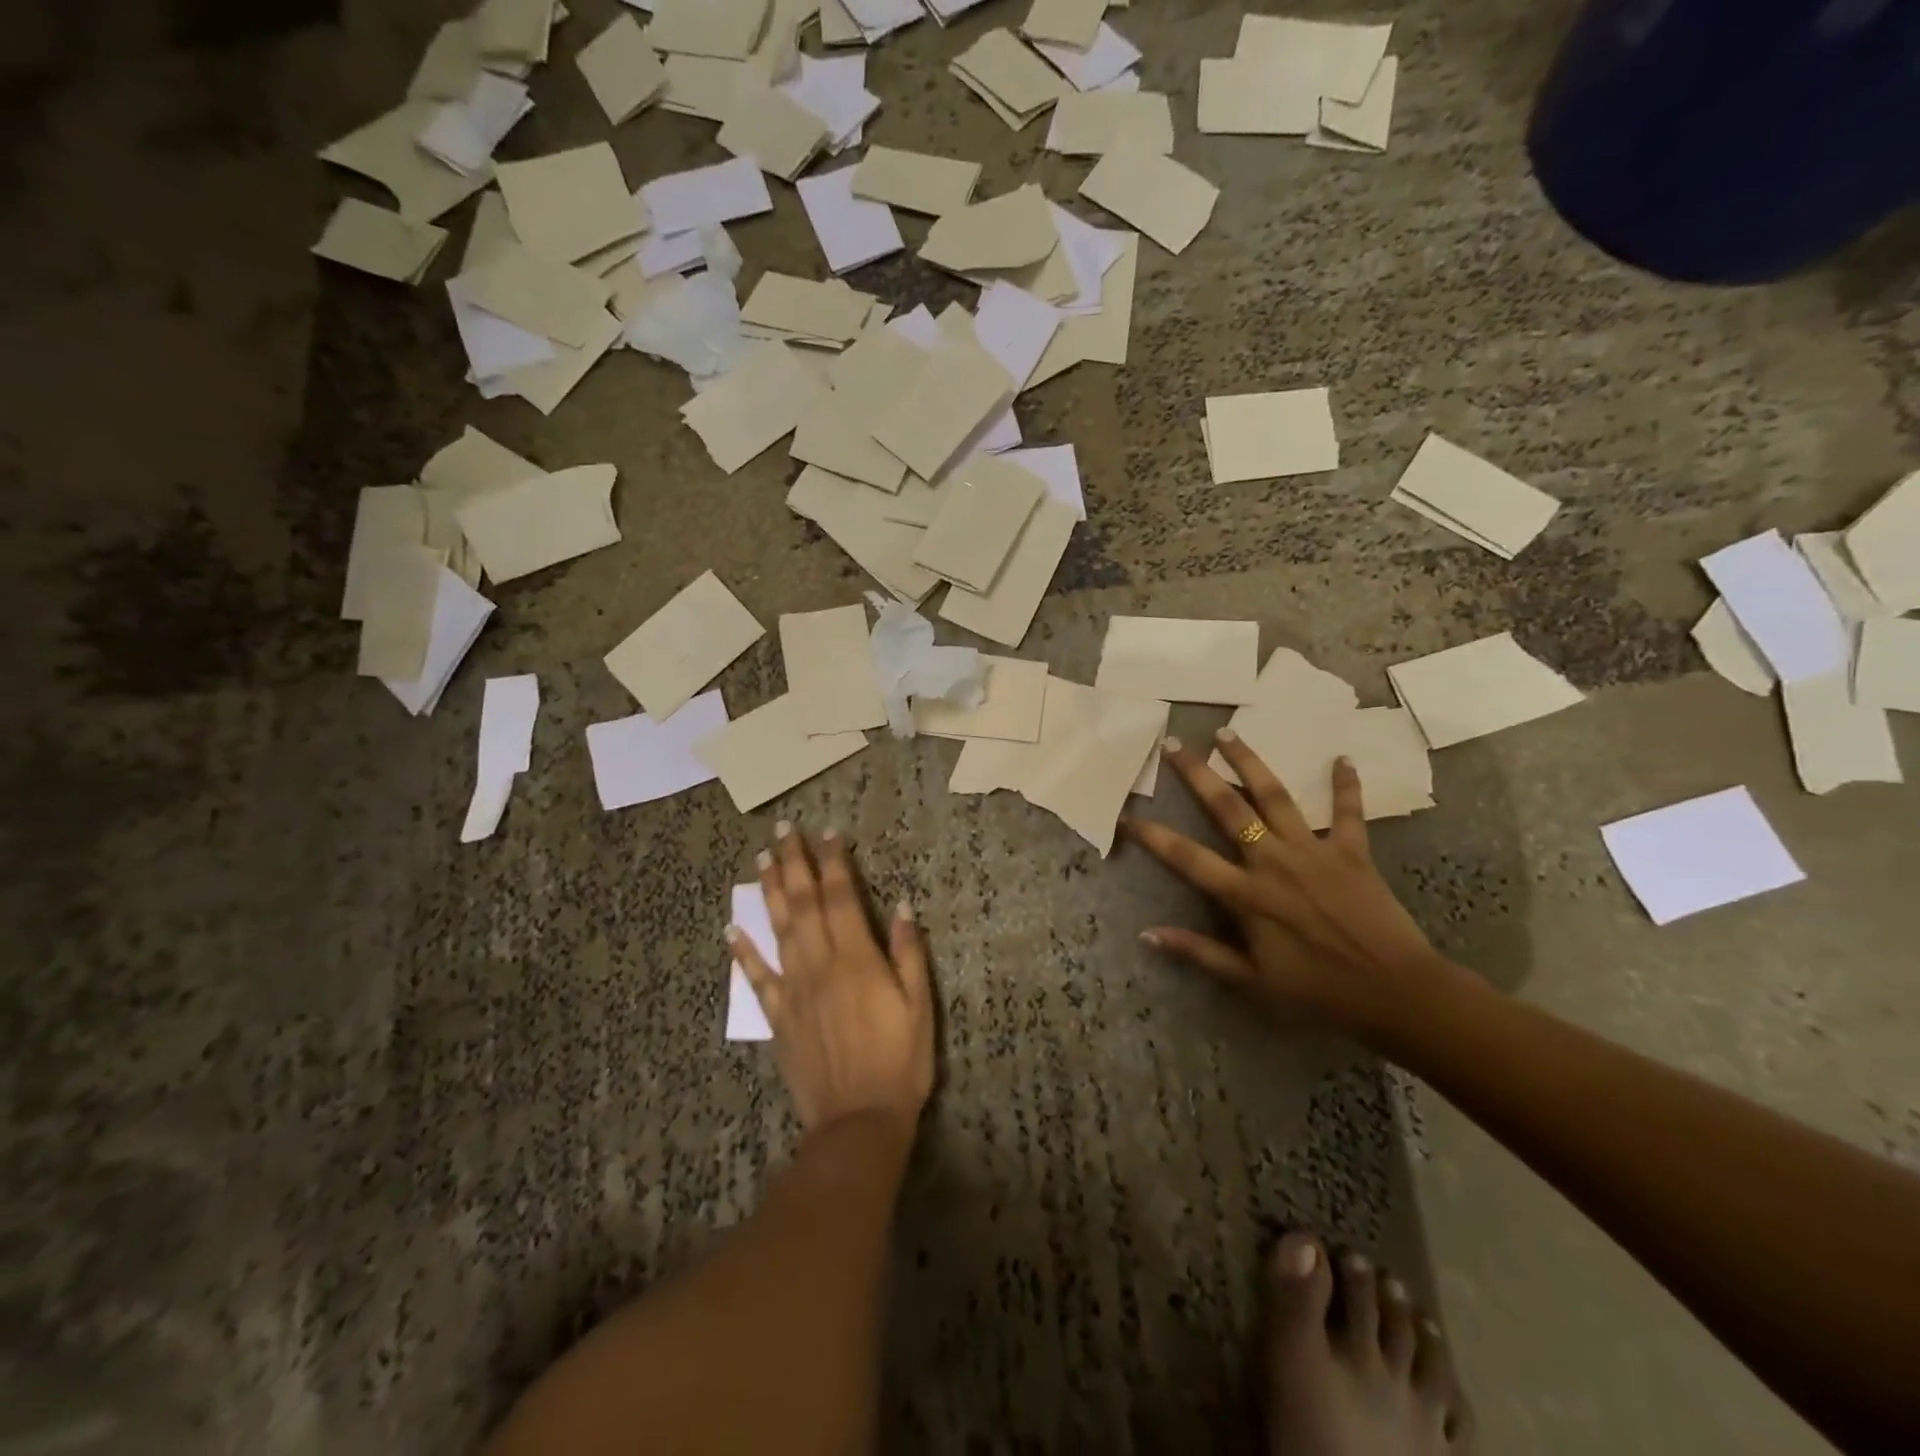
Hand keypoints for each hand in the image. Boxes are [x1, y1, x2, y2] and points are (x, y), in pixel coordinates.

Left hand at [729, 824, 935, 1138]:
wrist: (858, 1122)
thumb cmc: (900, 1062)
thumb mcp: (920, 1006)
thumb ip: (909, 953)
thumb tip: (902, 905)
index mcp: (857, 959)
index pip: (841, 897)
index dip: (834, 862)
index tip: (827, 833)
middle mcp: (820, 964)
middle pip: (804, 903)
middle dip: (795, 862)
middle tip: (783, 830)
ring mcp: (794, 989)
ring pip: (779, 929)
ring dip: (771, 892)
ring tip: (762, 860)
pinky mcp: (779, 1016)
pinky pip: (757, 977)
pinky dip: (742, 951)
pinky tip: (731, 927)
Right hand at [1126, 730, 1443, 1035]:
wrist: (1396, 993)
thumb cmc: (1319, 992)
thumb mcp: (1252, 982)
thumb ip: (1200, 952)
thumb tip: (1148, 934)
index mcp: (1246, 895)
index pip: (1187, 857)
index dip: (1154, 836)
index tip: (1128, 817)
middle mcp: (1273, 861)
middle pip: (1228, 808)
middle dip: (1197, 773)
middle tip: (1174, 744)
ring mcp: (1314, 851)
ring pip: (1275, 796)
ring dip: (1249, 762)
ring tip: (1228, 733)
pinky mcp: (1353, 851)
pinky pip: (1349, 812)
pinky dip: (1346, 785)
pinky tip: (1342, 758)